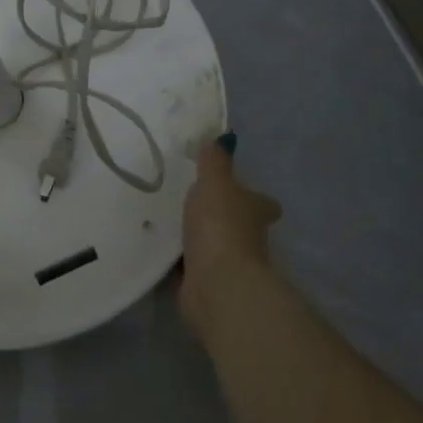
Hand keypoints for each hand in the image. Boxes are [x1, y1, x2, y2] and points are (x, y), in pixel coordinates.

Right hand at [179, 139, 281, 339]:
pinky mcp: (208, 286)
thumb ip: (214, 160)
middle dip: (222, 217)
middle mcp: (250, 239)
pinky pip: (192, 267)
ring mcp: (230, 265)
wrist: (216, 284)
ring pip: (214, 246)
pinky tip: (159, 249)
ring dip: (199, 239)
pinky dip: (181, 262)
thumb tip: (224, 137)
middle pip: (240, 225)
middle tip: (193, 202)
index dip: (253, 197)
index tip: (236, 190)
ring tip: (169, 222)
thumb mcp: (214, 182)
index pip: (262, 203)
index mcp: (255, 211)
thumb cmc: (220, 225)